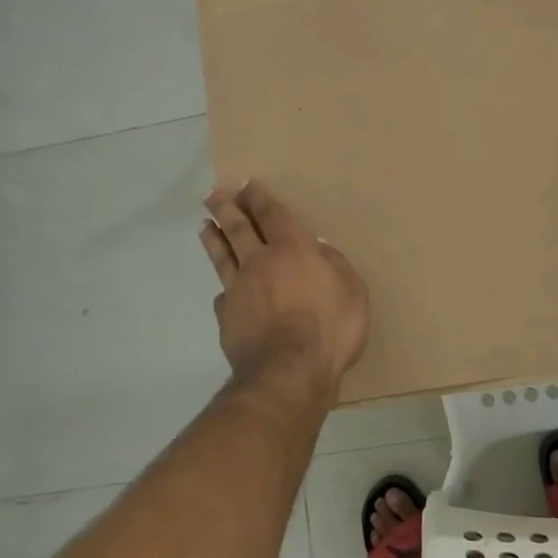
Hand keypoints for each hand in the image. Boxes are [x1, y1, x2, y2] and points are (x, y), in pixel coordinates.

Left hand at [200, 181, 369, 394]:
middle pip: (237, 228)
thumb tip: (319, 249)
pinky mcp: (226, 319)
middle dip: (226, 208)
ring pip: (222, 257)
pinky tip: (221, 291)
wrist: (288, 373)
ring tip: (204, 226)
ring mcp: (238, 291)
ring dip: (213, 239)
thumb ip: (336, 266)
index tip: (246, 184)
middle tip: (213, 194)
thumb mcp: (353, 292)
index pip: (271, 214)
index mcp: (291, 250)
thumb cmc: (329, 329)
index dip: (258, 197)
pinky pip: (223, 297)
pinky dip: (223, 290)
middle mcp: (259, 263)